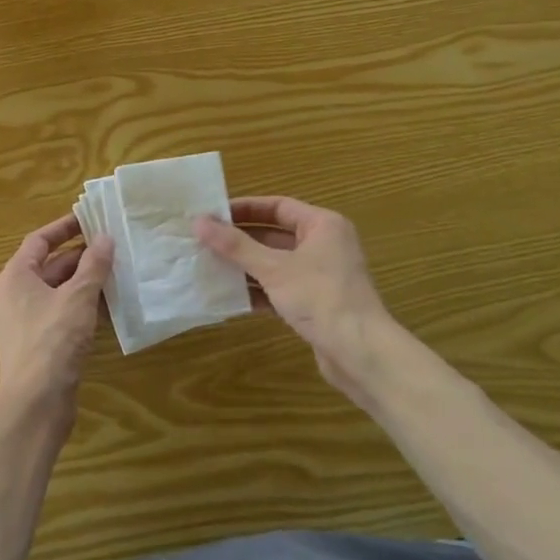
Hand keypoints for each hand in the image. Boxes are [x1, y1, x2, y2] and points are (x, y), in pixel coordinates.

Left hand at [0, 212, 112, 421]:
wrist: (35, 403)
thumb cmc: (52, 340)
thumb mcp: (78, 297)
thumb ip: (93, 265)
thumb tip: (105, 238)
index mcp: (17, 276)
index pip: (39, 240)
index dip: (64, 227)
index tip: (91, 219)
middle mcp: (17, 295)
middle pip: (51, 265)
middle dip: (82, 256)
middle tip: (114, 246)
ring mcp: (27, 322)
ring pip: (60, 291)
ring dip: (86, 282)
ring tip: (119, 273)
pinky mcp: (41, 344)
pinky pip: (64, 314)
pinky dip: (84, 307)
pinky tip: (111, 307)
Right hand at [196, 197, 405, 411]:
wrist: (360, 353)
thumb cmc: (319, 297)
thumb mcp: (273, 268)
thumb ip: (235, 245)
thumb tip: (198, 221)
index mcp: (322, 225)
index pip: (278, 206)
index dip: (245, 208)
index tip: (212, 213)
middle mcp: (324, 245)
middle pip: (274, 234)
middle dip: (240, 239)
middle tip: (204, 240)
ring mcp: (321, 276)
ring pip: (275, 263)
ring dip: (245, 266)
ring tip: (208, 265)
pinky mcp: (315, 304)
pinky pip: (280, 289)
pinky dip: (257, 290)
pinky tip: (229, 296)